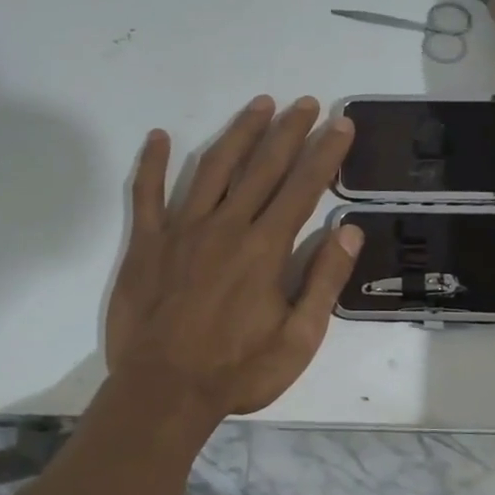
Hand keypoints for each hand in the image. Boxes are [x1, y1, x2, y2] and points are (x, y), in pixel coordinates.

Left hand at [104, 96, 362, 420]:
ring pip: (213, 168)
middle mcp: (226, 226)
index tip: (341, 124)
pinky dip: (151, 164)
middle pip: (263, 167)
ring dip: (239, 133)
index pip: (303, 187)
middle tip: (307, 102)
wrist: (163, 392)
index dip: (325, 153)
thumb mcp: (299, 339)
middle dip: (289, 130)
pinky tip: (158, 136)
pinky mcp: (147, 244)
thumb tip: (348, 230)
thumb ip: (324, 282)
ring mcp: (182, 230)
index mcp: (265, 248)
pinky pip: (146, 195)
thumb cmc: (237, 371)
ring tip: (259, 105)